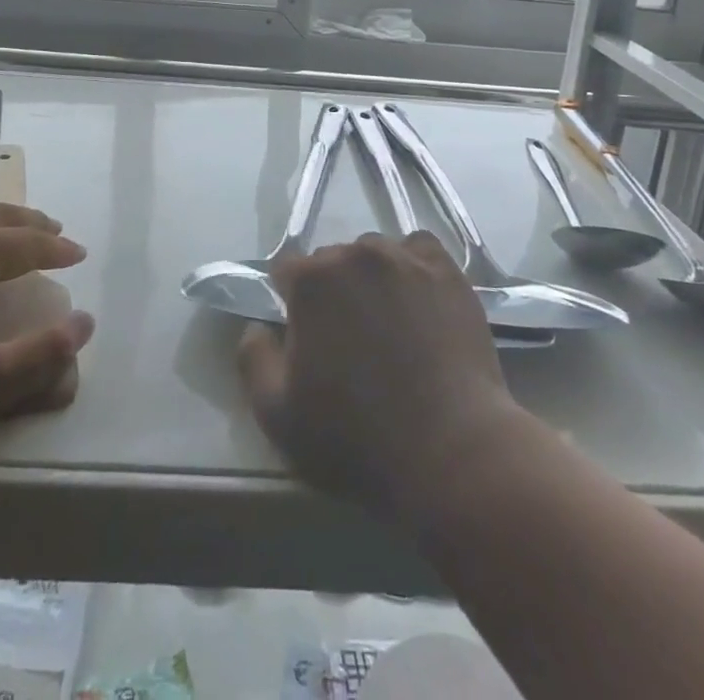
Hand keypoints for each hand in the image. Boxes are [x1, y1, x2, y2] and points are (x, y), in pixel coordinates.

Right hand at [238, 232, 521, 518]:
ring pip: (374, 253)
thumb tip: (257, 326)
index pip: (286, 270)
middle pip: (332, 259)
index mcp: (311, 281)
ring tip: (388, 322)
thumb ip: (252, 359)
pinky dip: (411, 266)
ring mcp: (405, 259)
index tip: (304, 335)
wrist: (451, 453)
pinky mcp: (447, 272)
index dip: (290, 301)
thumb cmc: (356, 439)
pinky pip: (418, 250)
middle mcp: (355, 255)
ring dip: (371, 278)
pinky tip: (419, 300)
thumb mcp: (278, 416)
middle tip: (348, 337)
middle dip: (332, 290)